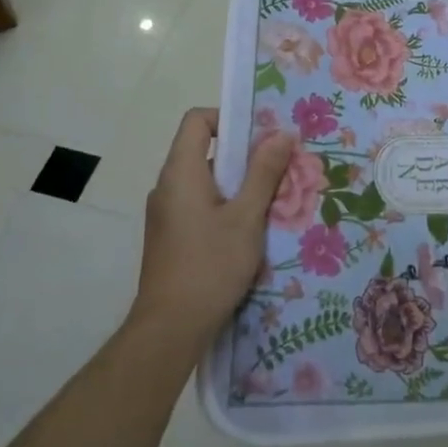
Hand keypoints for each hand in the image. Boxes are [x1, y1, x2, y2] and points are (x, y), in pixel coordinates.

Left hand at [132, 108, 294, 350]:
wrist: (170, 329)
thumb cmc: (210, 265)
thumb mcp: (247, 216)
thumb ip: (264, 172)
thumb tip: (281, 133)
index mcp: (181, 172)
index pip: (196, 120)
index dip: (227, 117)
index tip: (260, 135)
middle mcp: (167, 186)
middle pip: (203, 150)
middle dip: (243, 155)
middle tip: (279, 168)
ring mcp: (165, 213)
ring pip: (205, 181)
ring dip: (237, 184)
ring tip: (271, 200)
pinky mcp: (169, 237)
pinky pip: (198, 205)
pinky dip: (224, 206)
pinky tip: (249, 230)